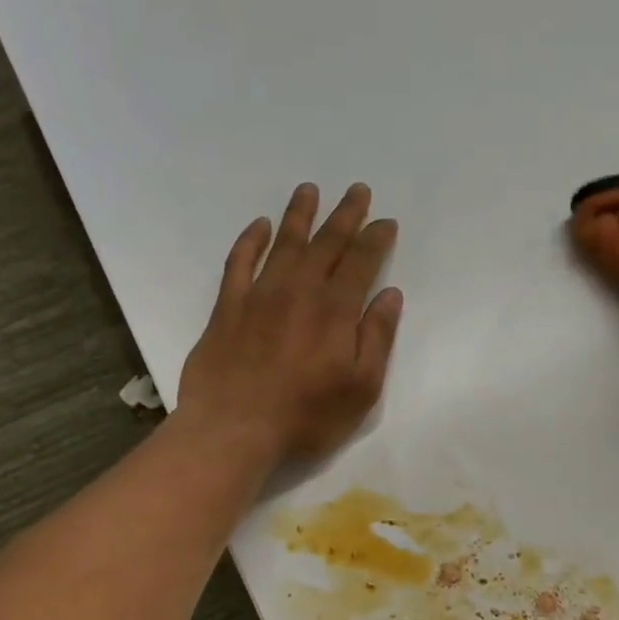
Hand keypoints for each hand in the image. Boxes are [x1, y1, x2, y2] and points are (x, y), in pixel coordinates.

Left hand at [177, 183, 401, 463]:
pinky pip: (239, 262)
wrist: (233, 429)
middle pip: (326, 244)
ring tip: (310, 190)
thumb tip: (390, 295)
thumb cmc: (306, 416)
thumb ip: (377, 338)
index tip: (386, 221)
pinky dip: (250, 240)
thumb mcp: (361, 388)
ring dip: (299, 215)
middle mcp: (299, 291)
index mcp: (335, 310)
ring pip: (284, 244)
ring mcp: (259, 296)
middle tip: (357, 190)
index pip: (361, 262)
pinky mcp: (227, 308)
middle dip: (345, 215)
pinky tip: (260, 226)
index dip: (375, 239)